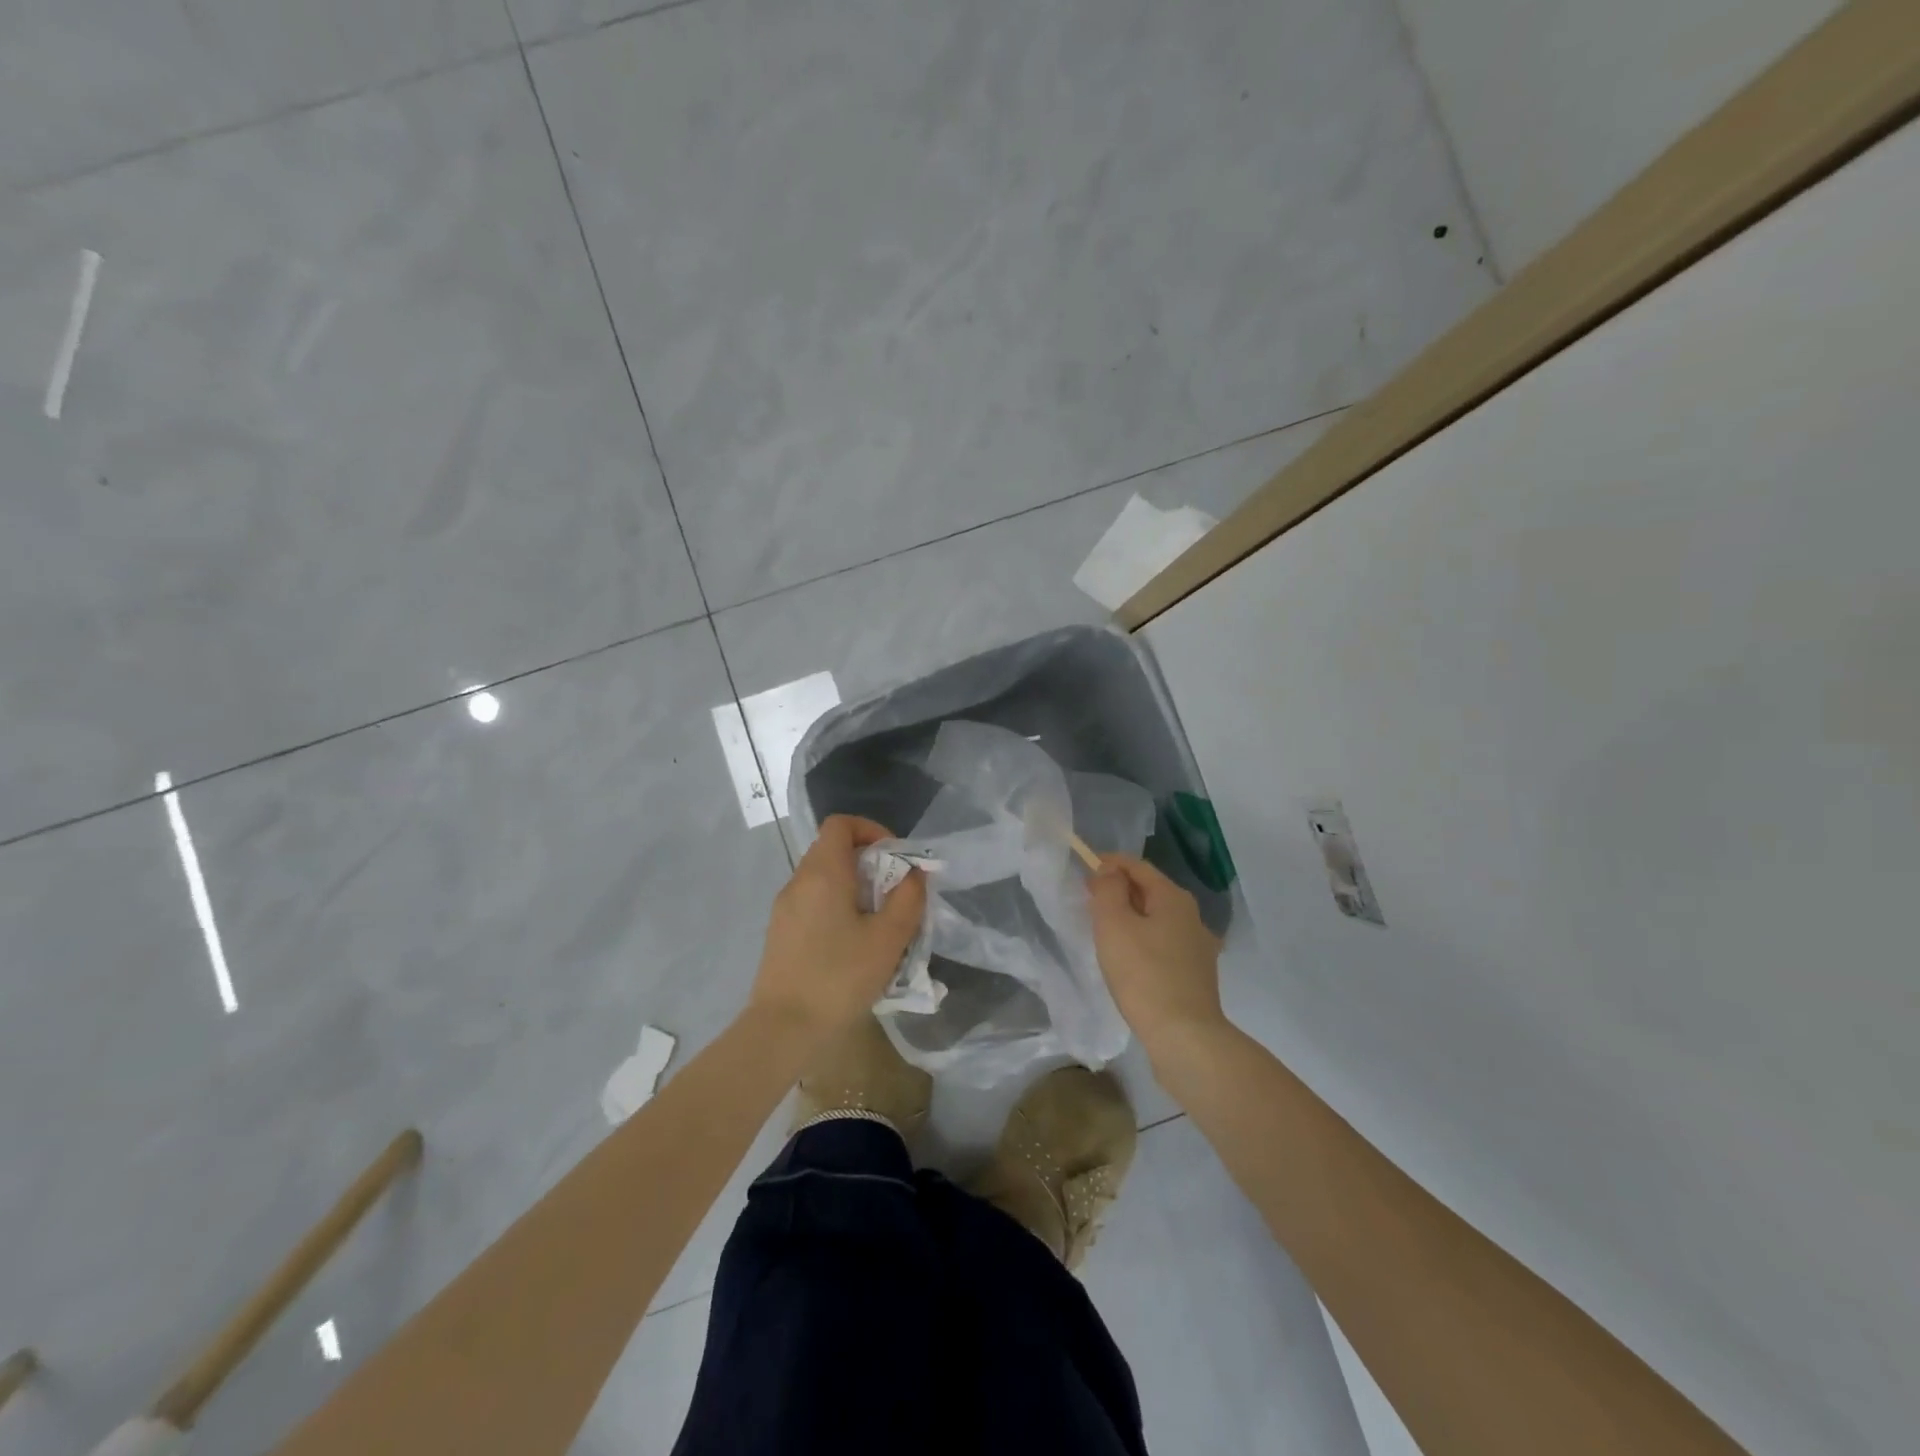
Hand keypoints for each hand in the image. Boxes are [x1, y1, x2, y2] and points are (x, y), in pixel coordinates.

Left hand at [747, 814, 925, 1048]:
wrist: (784, 1029)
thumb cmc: (840, 977)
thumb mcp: (888, 938)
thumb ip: (908, 898)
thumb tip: (914, 873)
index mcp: (823, 873)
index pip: (840, 824)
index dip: (871, 830)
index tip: (894, 858)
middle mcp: (798, 881)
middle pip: (832, 849)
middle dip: (868, 862)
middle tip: (894, 893)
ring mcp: (784, 908)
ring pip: (823, 878)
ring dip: (853, 887)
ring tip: (878, 922)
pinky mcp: (780, 932)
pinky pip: (812, 902)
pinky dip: (836, 906)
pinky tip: (852, 944)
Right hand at [1088, 854, 1226, 1060]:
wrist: (1185, 1036)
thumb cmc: (1144, 975)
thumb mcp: (1114, 925)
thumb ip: (1108, 890)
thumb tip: (1108, 871)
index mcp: (1173, 898)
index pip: (1138, 866)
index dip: (1110, 862)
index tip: (1085, 868)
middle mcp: (1192, 916)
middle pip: (1150, 890)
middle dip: (1119, 889)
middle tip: (1089, 899)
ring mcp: (1198, 946)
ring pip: (1158, 919)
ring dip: (1131, 916)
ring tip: (1105, 929)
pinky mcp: (1197, 974)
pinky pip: (1164, 943)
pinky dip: (1144, 940)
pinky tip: (1130, 959)